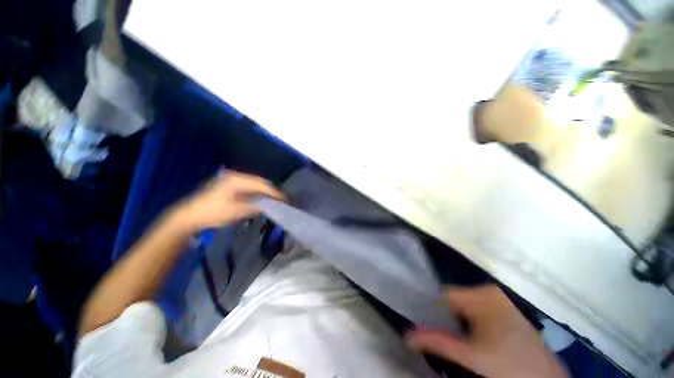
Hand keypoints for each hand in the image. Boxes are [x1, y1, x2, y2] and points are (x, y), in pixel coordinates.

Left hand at [172, 170, 285, 230]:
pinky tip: (261, 198)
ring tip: (274, 199)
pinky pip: (248, 186)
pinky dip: (257, 192)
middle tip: (281, 200)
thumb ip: (256, 206)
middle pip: (260, 182)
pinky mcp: (229, 185)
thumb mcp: (237, 211)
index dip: (275, 192)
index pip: (262, 185)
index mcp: (238, 180)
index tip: (285, 200)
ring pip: (255, 184)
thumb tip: (271, 205)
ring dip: (265, 191)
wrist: (189, 215)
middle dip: (271, 190)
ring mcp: (231, 179)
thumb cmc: (213, 213)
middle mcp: (236, 176)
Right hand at [406, 286, 568, 377]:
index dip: (430, 310)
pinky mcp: (507, 312)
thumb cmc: (509, 368)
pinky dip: (469, 324)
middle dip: (443, 318)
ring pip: (465, 307)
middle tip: (435, 336)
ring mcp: (501, 302)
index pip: (443, 295)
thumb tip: (407, 336)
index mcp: (482, 295)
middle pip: (454, 301)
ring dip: (455, 323)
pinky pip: (478, 312)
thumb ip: (437, 342)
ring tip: (451, 340)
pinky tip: (470, 340)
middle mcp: (490, 292)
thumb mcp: (470, 357)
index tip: (420, 324)